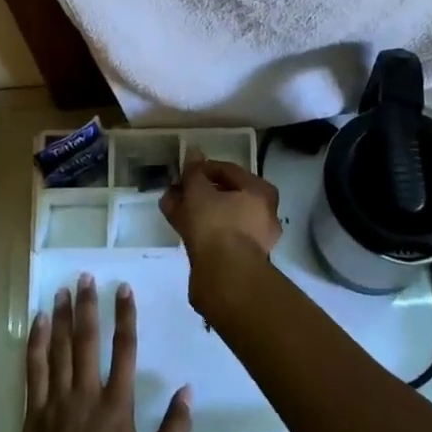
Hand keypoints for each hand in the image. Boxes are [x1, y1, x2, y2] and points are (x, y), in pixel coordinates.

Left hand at [23, 274, 190, 431]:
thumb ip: (174, 430)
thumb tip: (188, 390)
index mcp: (118, 404)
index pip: (124, 348)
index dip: (125, 315)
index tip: (122, 288)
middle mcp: (87, 394)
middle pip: (87, 339)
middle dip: (87, 305)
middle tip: (85, 277)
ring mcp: (57, 401)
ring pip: (59, 349)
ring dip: (61, 317)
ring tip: (62, 290)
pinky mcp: (34, 414)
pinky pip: (34, 370)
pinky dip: (36, 344)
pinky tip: (38, 323)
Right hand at [159, 154, 282, 267]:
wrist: (225, 279)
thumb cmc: (217, 225)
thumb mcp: (199, 191)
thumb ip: (194, 172)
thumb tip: (193, 152)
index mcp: (261, 192)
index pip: (229, 170)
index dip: (203, 168)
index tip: (182, 170)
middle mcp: (262, 215)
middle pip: (224, 195)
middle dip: (197, 191)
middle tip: (175, 188)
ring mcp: (251, 239)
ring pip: (218, 216)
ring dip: (194, 209)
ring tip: (169, 205)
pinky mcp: (237, 260)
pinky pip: (215, 235)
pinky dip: (197, 228)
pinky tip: (175, 223)